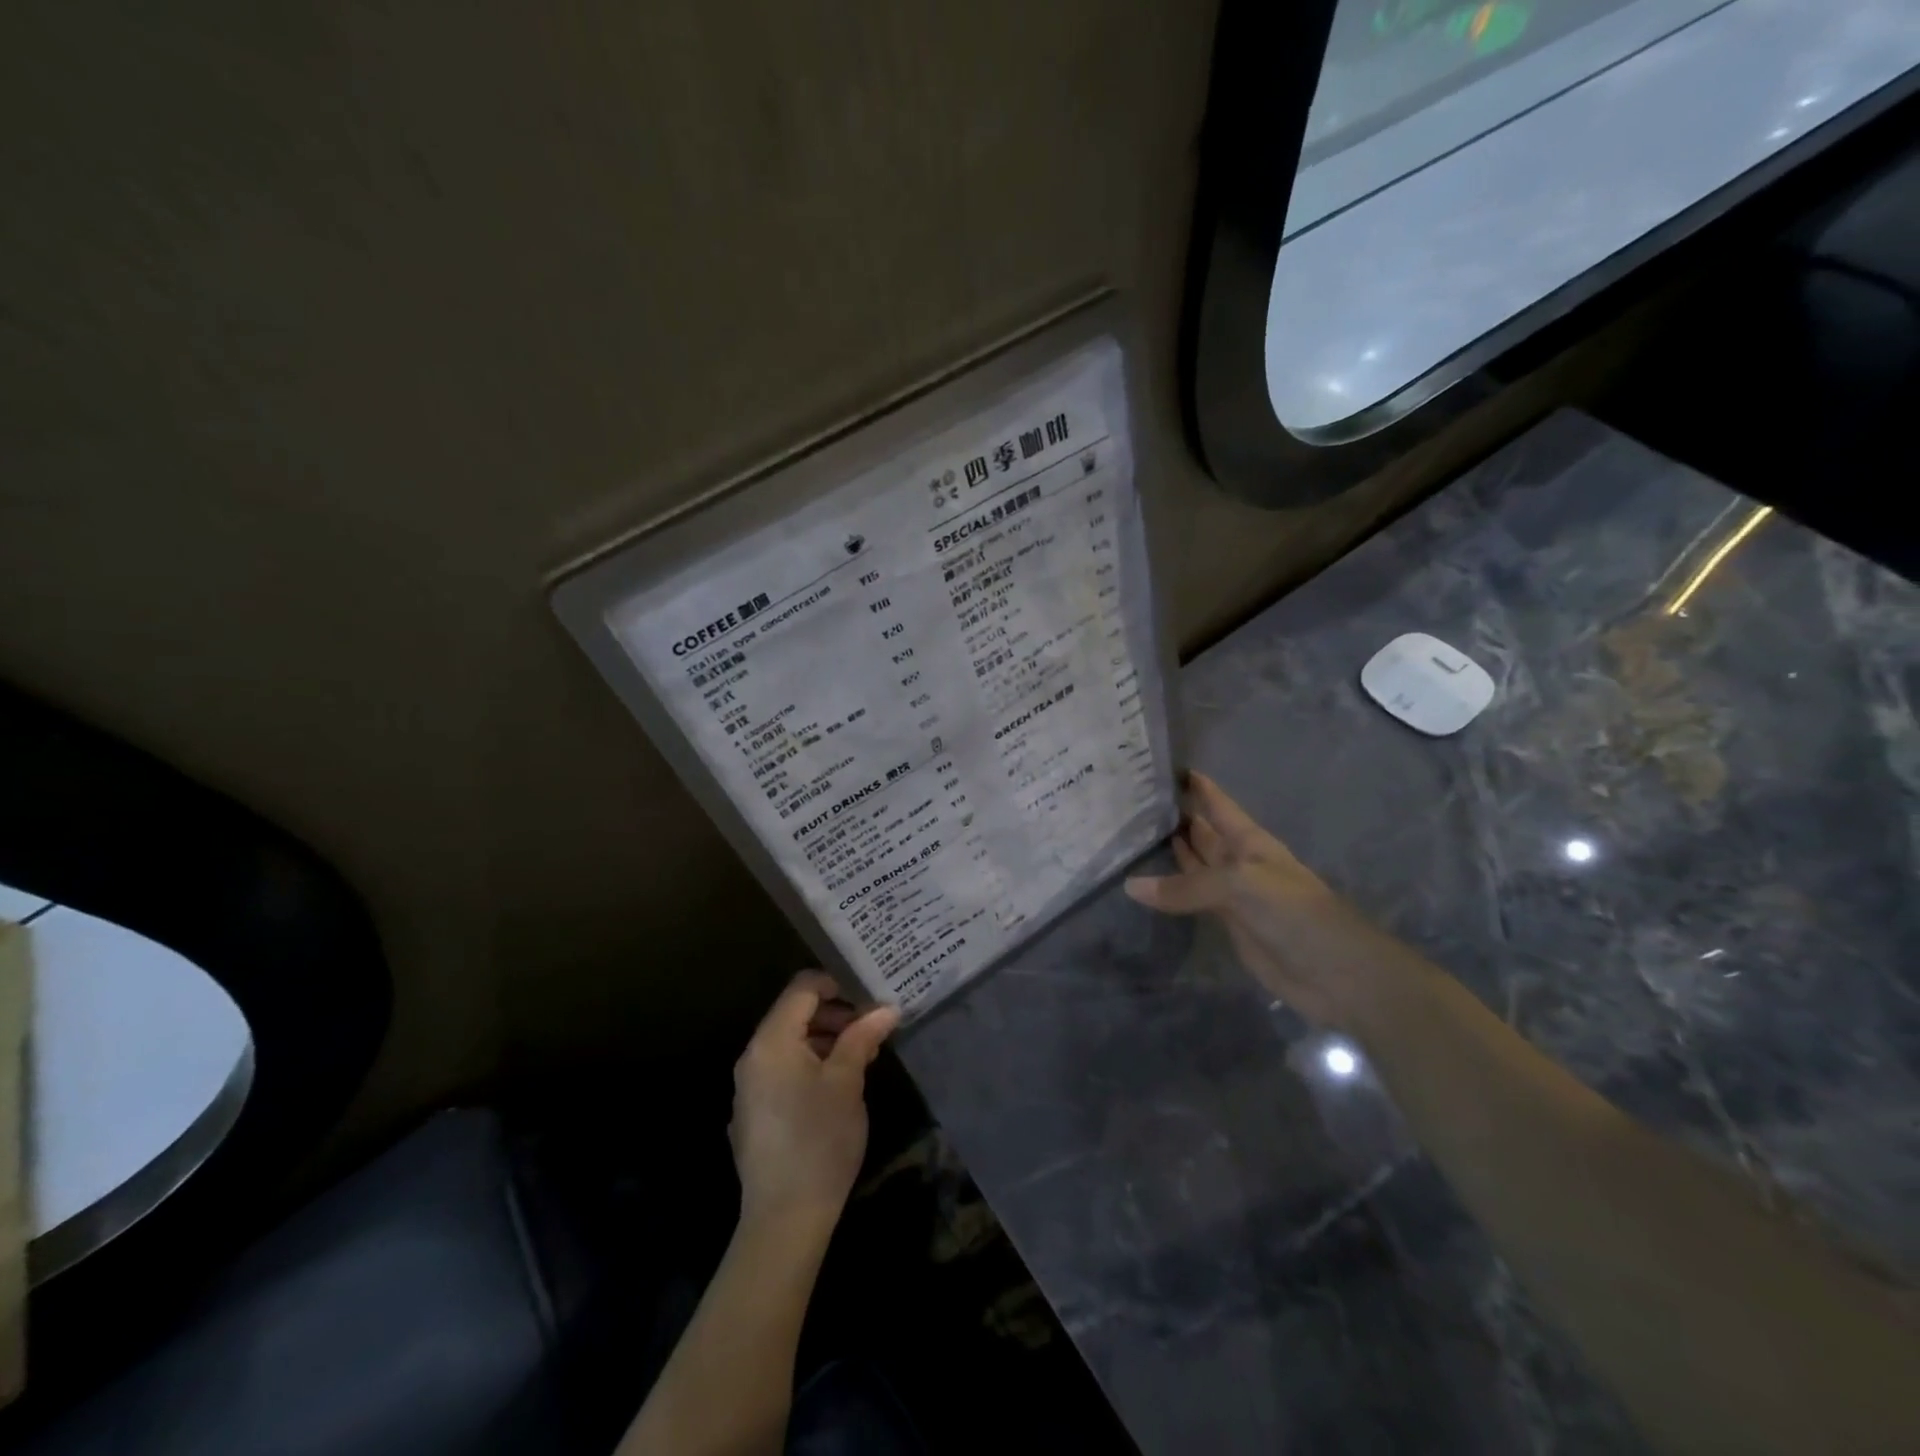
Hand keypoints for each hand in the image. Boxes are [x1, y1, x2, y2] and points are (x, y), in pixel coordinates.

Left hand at [730, 971, 899, 1236]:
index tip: (871, 995)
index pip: (803, 988)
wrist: (784, 1220)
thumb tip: (886, 1009)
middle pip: (795, 1014)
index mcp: (771, 1041)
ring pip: (791, 1043)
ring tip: (863, 1057)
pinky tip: (840, 1087)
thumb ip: (863, 1037)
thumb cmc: (819, 1141)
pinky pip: (783, 1070)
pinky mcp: (754, 1113)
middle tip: (873, 1028)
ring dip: (827, 1040)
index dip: (838, 983)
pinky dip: (812, 1065)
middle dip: (837, 1014)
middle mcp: (753, 1056)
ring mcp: (750, 1086)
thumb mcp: (848, 1082)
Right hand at [1124, 772, 1404, 1029]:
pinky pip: (1192, 899)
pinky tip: (1145, 884)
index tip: (1164, 766)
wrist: (1334, 971)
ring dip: (1172, 851)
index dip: (1197, 786)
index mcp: (1250, 841)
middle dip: (1177, 816)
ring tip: (1132, 833)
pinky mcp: (1228, 923)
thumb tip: (1131, 886)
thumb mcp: (1240, 886)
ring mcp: (1233, 894)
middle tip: (1133, 801)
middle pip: (1204, 832)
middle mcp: (1239, 861)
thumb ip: (1186, 886)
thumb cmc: (1294, 912)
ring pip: (1195, 865)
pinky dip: (1170, 890)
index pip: (1218, 805)